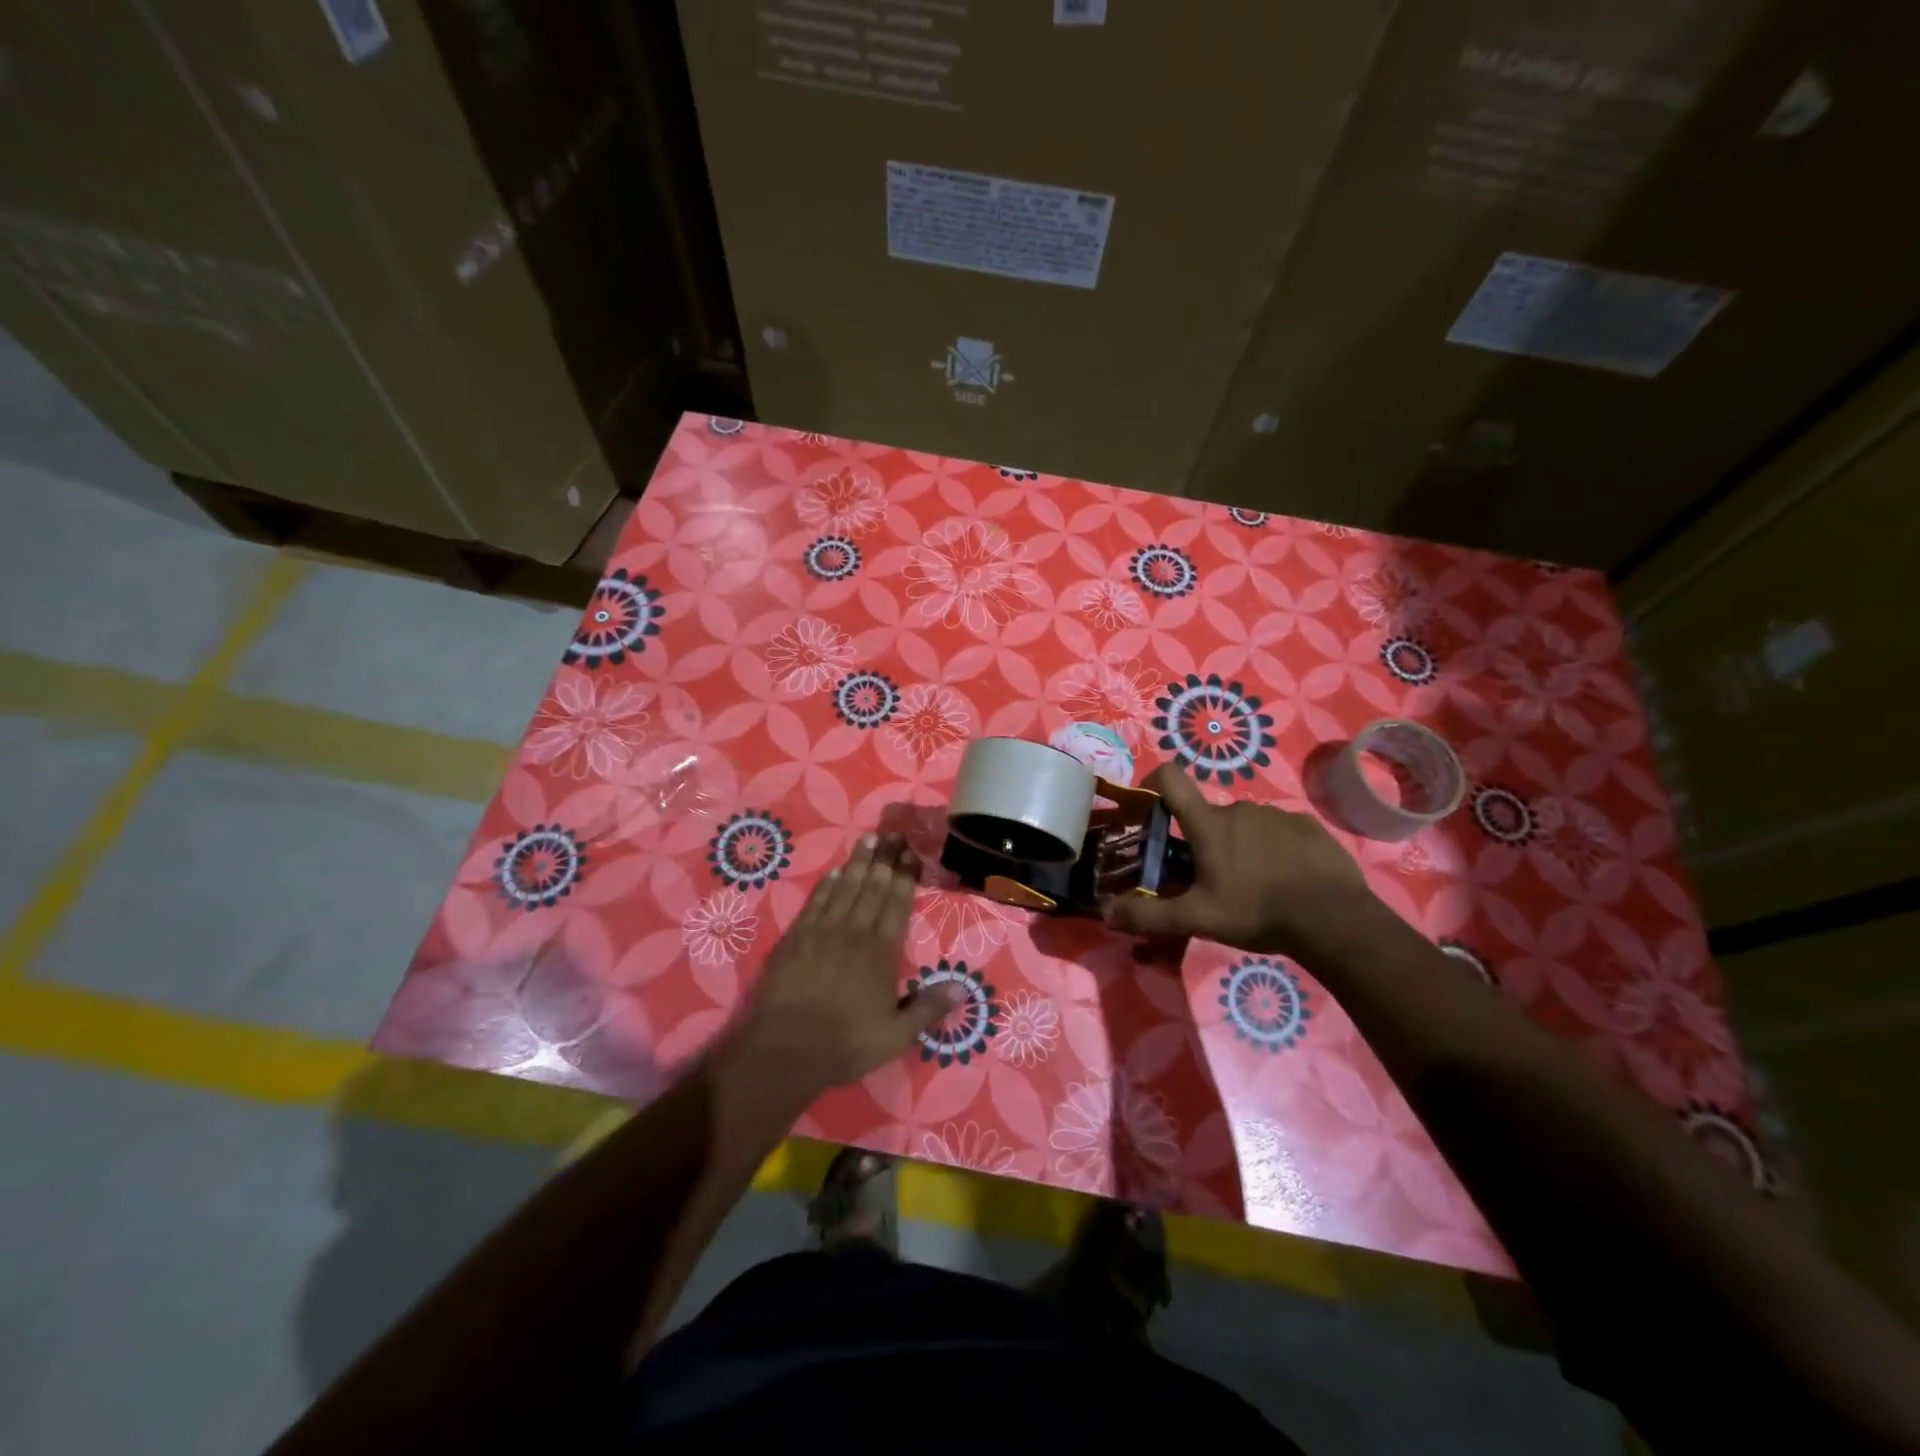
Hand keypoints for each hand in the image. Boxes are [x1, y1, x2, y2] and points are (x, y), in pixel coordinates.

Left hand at [732, 833, 960, 1100]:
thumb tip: (963, 988)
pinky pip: (817, 902)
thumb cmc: (846, 1043)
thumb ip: (928, 1009)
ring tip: (868, 840)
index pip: (897, 904)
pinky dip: (828, 884)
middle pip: (873, 887)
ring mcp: (823, 931)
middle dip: (885, 860)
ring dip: (859, 863)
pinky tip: (835, 871)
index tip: (912, 853)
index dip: (906, 877)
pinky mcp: (796, 937)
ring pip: (846, 888)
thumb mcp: (896, 1036)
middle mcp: (855, 932)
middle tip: (893, 834)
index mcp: (882, 951)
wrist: (785, 1048)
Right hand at [1103, 764, 1373, 956]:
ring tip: (1253, 885)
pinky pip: (1279, 831)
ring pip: (1245, 825)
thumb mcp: (1197, 919)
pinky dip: (1274, 849)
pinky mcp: (1308, 826)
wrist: (1333, 919)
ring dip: (1240, 846)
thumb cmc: (1256, 911)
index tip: (1151, 804)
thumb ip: (1149, 915)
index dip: (1154, 781)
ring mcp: (1277, 814)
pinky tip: (1286, 880)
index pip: (1171, 777)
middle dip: (1204, 841)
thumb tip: (1106, 913)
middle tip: (1210, 880)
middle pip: (1209, 815)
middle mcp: (1240, 808)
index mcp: (1208, 824)